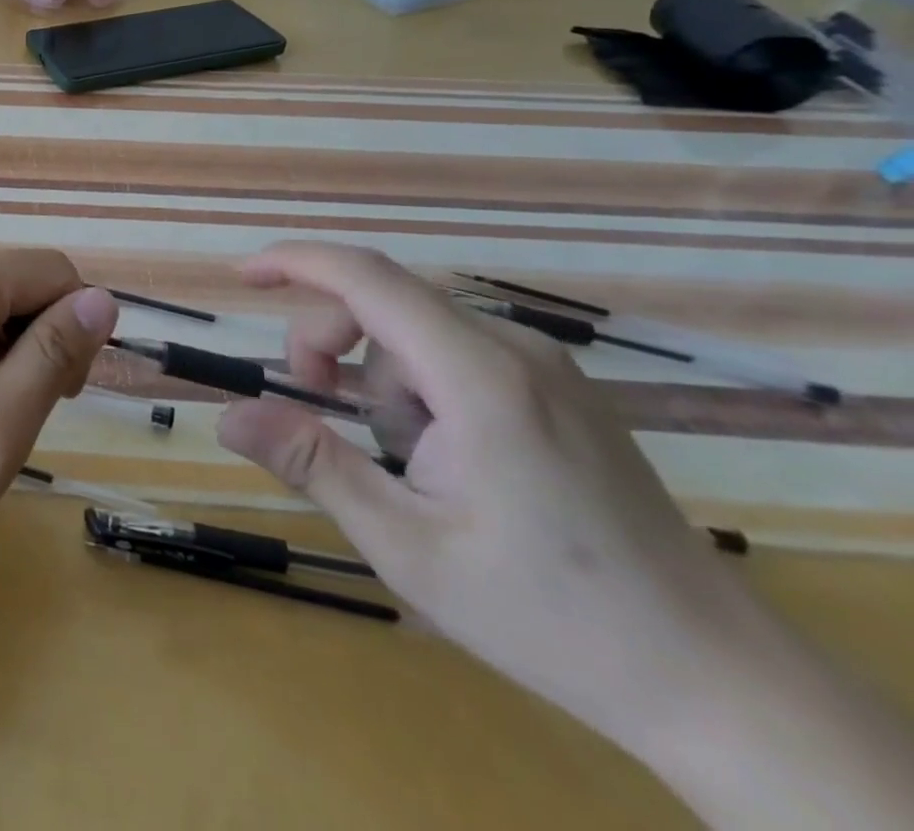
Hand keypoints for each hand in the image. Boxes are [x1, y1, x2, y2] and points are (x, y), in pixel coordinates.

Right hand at [216, 243, 765, 754]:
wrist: (715, 680)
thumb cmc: (548, 614)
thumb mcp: (405, 544)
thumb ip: (312, 464)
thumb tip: (226, 416)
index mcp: (479, 378)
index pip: (368, 279)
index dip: (296, 262)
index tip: (242, 276)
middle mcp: (516, 349)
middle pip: (386, 305)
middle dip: (332, 347)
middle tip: (316, 410)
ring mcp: (546, 366)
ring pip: (418, 335)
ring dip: (381, 383)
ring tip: (405, 465)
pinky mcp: (560, 389)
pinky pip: (456, 355)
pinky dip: (419, 388)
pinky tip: (444, 456)